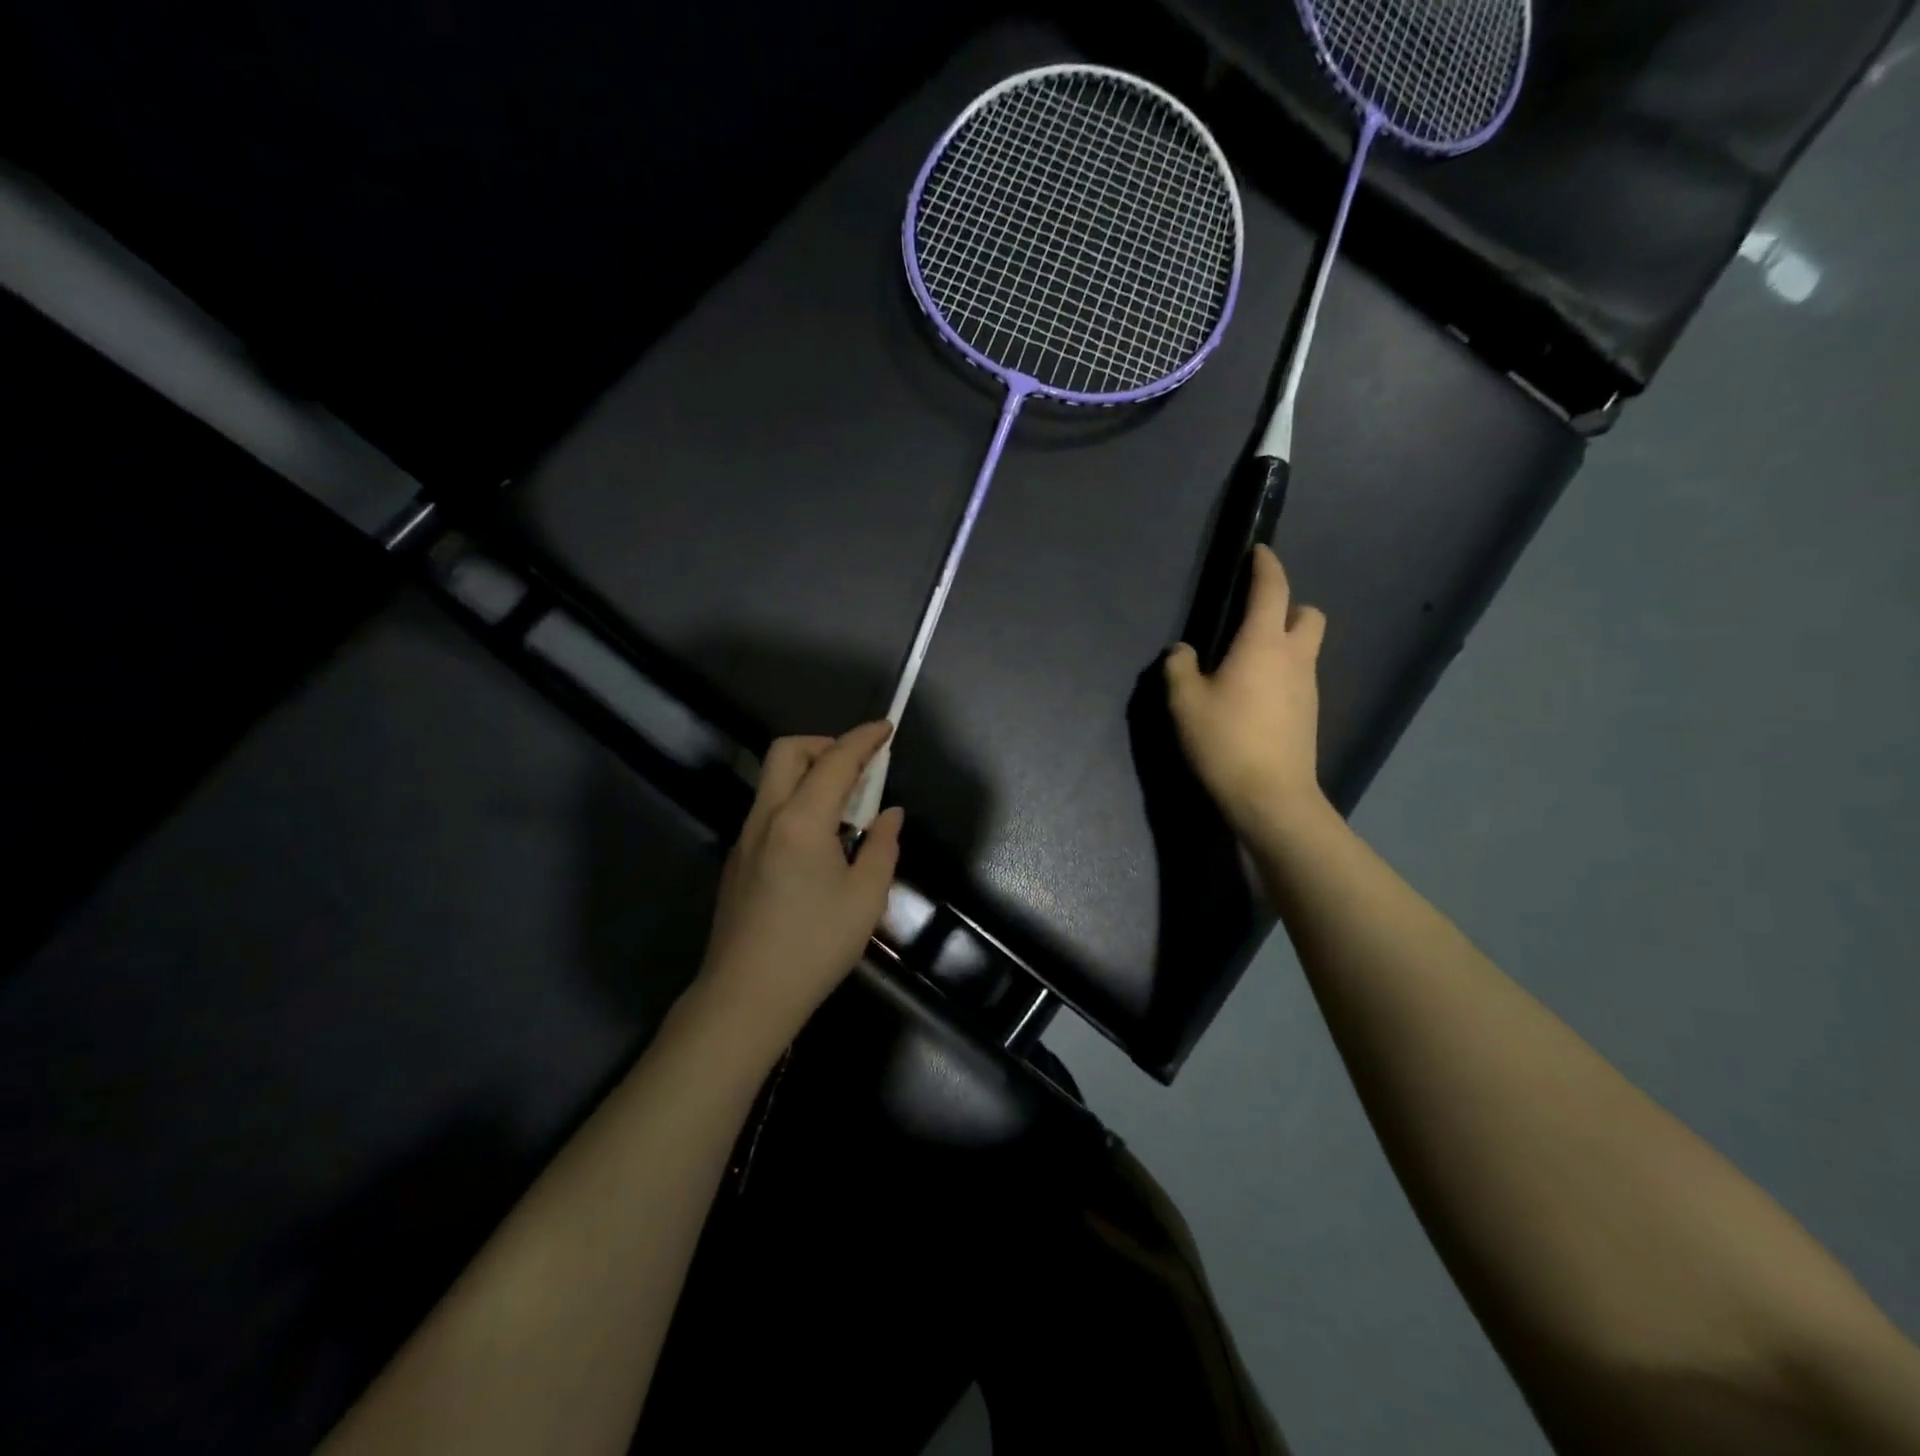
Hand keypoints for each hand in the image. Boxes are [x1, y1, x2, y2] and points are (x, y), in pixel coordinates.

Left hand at [692, 722, 903, 1049]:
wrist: (746, 996)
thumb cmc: (814, 946)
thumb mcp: (865, 898)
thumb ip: (882, 846)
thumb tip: (889, 815)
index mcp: (801, 820)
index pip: (835, 761)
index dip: (864, 739)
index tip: (887, 727)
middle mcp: (766, 817)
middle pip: (788, 752)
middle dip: (825, 744)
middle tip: (858, 767)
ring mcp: (745, 838)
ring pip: (774, 780)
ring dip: (810, 773)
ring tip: (845, 806)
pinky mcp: (737, 860)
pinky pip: (768, 809)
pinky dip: (796, 801)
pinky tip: (819, 842)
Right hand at [1165, 545, 1328, 843]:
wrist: (1271, 798)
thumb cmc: (1225, 741)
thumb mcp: (1185, 703)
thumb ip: (1179, 668)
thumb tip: (1183, 651)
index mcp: (1263, 644)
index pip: (1272, 589)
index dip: (1266, 566)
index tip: (1258, 552)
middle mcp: (1294, 657)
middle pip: (1307, 614)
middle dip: (1287, 606)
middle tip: (1254, 620)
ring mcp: (1308, 687)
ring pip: (1305, 648)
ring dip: (1283, 642)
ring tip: (1245, 665)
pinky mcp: (1310, 714)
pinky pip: (1299, 677)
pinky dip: (1282, 673)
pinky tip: (1254, 699)